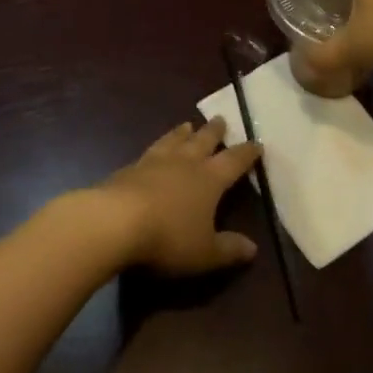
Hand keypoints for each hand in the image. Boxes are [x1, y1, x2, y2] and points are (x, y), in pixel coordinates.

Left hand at [90, 118, 261, 276]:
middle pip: (203, 141)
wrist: (115, 221)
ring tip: (187, 124)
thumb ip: (228, 249)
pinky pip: (149, 151)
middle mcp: (184, 163)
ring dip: (182, 133)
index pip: (234, 162)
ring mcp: (154, 162)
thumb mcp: (205, 253)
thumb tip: (253, 248)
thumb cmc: (168, 237)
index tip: (257, 143)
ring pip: (173, 140)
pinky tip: (153, 150)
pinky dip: (157, 146)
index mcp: (209, 180)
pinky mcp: (129, 168)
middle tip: (220, 119)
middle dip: (214, 132)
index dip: (247, 153)